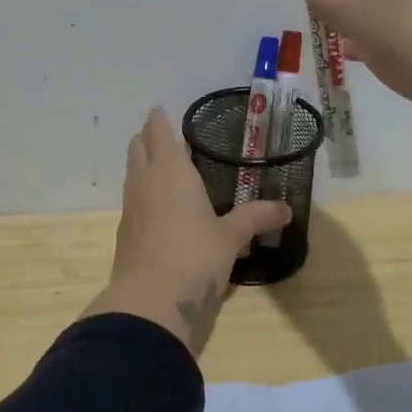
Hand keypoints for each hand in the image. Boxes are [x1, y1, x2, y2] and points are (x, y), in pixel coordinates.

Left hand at [90, 108, 289, 351]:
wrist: (151, 300)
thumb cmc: (196, 256)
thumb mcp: (231, 237)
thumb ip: (255, 218)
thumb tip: (286, 209)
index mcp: (172, 171)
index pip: (159, 133)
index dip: (159, 120)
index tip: (160, 110)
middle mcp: (146, 181)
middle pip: (138, 148)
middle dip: (147, 137)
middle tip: (161, 134)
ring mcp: (131, 207)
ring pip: (132, 173)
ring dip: (142, 164)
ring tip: (160, 166)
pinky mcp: (125, 233)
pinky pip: (132, 200)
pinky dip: (142, 192)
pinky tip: (156, 206)